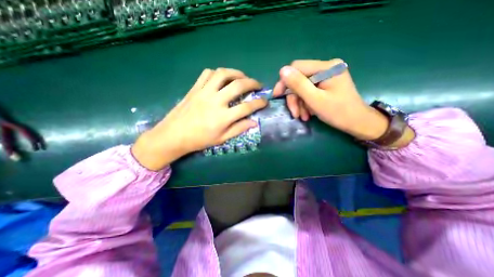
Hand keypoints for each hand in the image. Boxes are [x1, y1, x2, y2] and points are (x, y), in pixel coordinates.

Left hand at [132, 69, 266, 169]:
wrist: (173, 135)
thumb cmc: (199, 140)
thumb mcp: (221, 139)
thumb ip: (239, 129)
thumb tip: (254, 122)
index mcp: (223, 117)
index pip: (247, 107)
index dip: (259, 103)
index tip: (265, 101)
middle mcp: (215, 101)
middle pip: (238, 85)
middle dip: (252, 83)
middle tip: (258, 85)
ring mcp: (204, 92)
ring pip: (223, 74)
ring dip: (236, 72)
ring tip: (242, 77)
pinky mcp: (195, 88)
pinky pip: (207, 73)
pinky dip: (218, 73)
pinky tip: (222, 78)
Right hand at [272, 58, 391, 139]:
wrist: (357, 123)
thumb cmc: (338, 113)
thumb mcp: (315, 100)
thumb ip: (298, 85)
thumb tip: (282, 71)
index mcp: (327, 67)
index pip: (297, 68)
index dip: (284, 81)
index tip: (277, 96)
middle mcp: (326, 68)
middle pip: (299, 79)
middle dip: (294, 98)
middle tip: (294, 113)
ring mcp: (326, 76)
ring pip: (302, 88)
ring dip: (299, 103)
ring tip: (303, 116)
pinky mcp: (325, 84)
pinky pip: (309, 92)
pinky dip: (305, 103)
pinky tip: (308, 114)